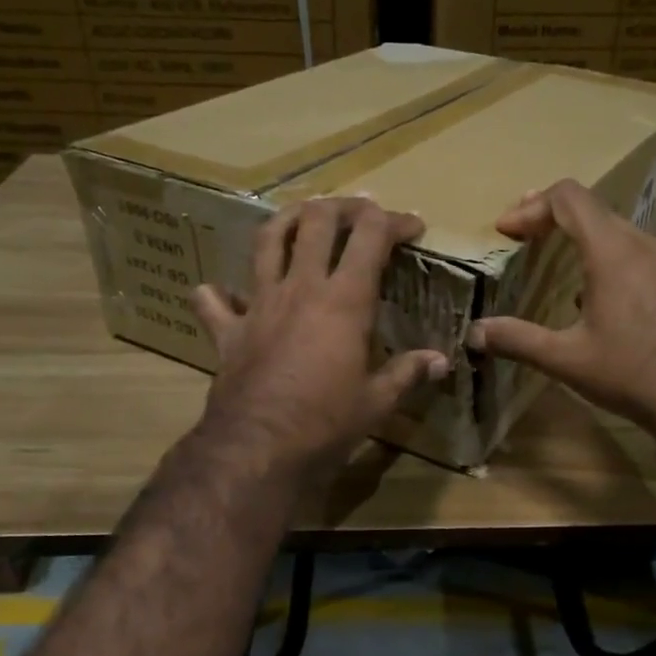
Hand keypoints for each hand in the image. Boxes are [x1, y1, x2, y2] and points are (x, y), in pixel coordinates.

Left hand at [191, 197, 449, 479]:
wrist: (257, 448)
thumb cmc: (326, 424)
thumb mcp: (376, 402)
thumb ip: (407, 374)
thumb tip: (441, 362)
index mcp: (344, 301)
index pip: (371, 236)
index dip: (395, 221)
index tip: (413, 225)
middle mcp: (301, 288)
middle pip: (318, 222)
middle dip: (343, 207)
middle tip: (360, 212)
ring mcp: (260, 304)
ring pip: (268, 240)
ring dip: (288, 220)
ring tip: (303, 216)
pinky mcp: (229, 330)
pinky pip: (215, 302)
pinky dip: (217, 294)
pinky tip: (219, 291)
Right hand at [466, 179, 655, 441]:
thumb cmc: (631, 373)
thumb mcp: (566, 359)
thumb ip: (517, 339)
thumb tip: (474, 333)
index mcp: (612, 252)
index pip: (569, 198)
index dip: (531, 206)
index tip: (506, 231)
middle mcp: (643, 244)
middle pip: (592, 208)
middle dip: (550, 216)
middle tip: (521, 236)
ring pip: (615, 228)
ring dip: (579, 235)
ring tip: (551, 256)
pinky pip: (634, 249)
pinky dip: (603, 253)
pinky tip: (590, 291)